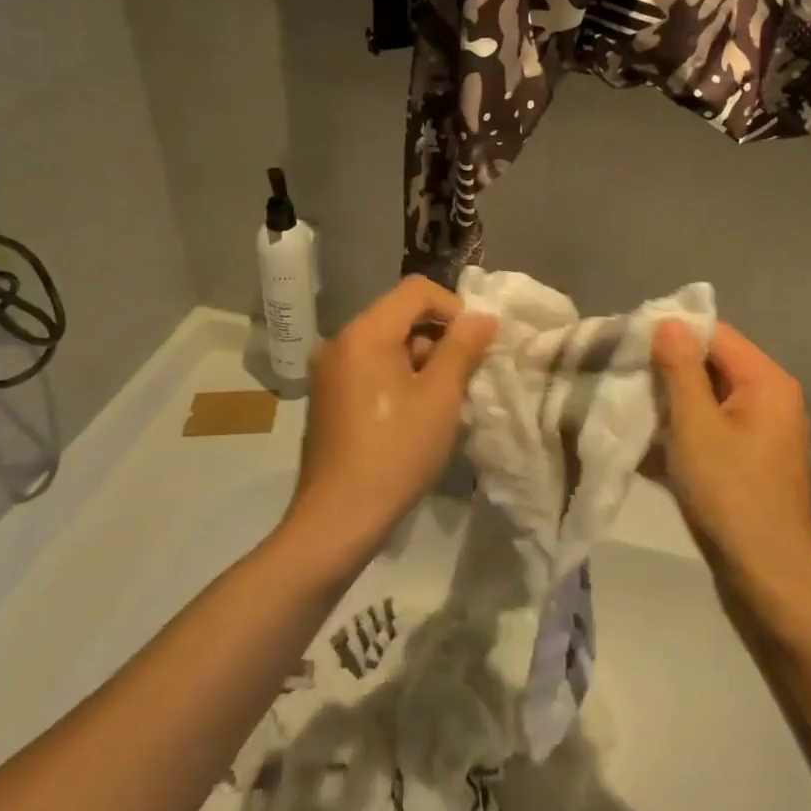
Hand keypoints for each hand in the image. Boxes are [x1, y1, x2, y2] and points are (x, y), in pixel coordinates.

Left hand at [282, 276, 496, 569]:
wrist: (338, 519)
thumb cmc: (396, 452)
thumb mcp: (440, 397)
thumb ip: (463, 348)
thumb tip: (482, 316)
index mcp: (364, 333)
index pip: (417, 291)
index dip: (453, 308)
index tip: (474, 345)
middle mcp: (340, 341)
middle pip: (400, 316)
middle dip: (438, 339)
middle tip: (463, 379)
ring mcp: (329, 370)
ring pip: (387, 345)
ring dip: (420, 362)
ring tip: (441, 403)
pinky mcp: (328, 397)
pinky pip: (371, 368)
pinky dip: (398, 379)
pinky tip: (414, 416)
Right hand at [651, 320, 810, 611]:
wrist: (766, 580)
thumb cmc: (729, 494)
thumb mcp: (694, 425)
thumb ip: (679, 368)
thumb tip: (668, 322)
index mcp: (766, 381)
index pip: (714, 333)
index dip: (671, 332)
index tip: (627, 341)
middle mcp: (769, 399)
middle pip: (710, 365)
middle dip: (665, 369)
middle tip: (620, 374)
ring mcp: (759, 433)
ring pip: (705, 399)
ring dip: (667, 403)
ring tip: (624, 405)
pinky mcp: (747, 461)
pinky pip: (708, 430)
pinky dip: (679, 432)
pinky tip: (642, 443)